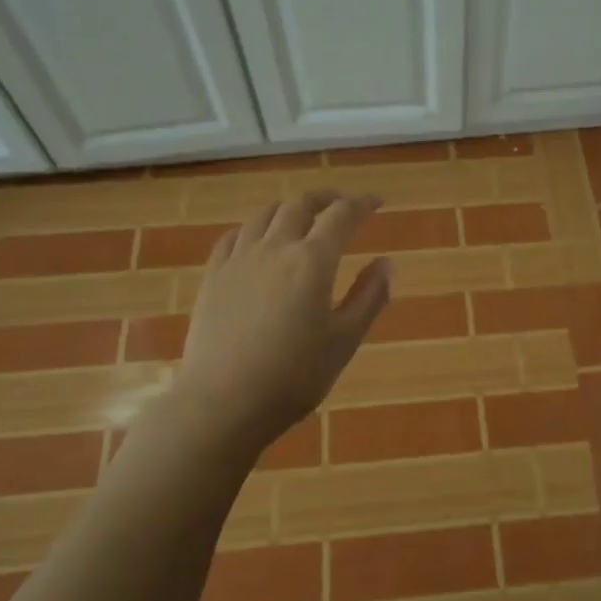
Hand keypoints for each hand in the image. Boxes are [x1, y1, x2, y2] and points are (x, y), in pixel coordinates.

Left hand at [175, 191, 390, 448]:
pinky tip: (258, 238)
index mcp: (313, 261)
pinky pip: (234, 236)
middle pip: (300, 204)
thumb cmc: (294, 377)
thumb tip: (387, 262)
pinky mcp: (213, 277)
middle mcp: (275, 248)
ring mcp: (238, 260)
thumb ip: (369, 297)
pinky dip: (255, 227)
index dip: (362, 203)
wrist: (223, 402)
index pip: (342, 215)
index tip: (377, 202)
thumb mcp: (344, 341)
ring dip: (290, 207)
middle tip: (343, 205)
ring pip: (265, 214)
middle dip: (326, 198)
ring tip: (303, 216)